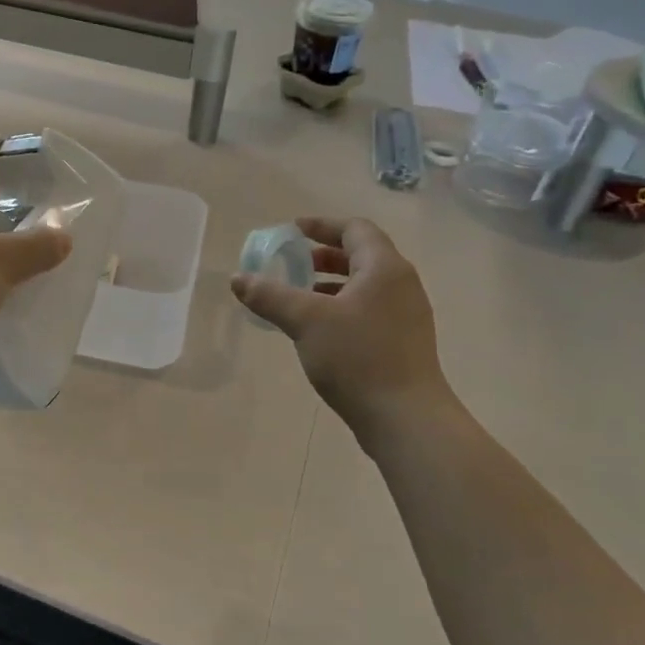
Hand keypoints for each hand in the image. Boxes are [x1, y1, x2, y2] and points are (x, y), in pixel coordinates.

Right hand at [231, 217, 448, 428]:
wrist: (405, 418)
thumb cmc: (358, 358)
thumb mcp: (305, 321)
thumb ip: (270, 295)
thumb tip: (238, 278)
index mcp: (384, 268)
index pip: (355, 229)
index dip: (322, 226)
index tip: (292, 231)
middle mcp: (401, 284)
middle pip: (361, 255)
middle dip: (323, 256)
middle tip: (292, 264)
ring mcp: (407, 315)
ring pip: (365, 285)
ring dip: (331, 284)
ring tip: (299, 297)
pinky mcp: (404, 342)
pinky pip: (369, 309)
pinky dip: (342, 307)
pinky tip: (318, 330)